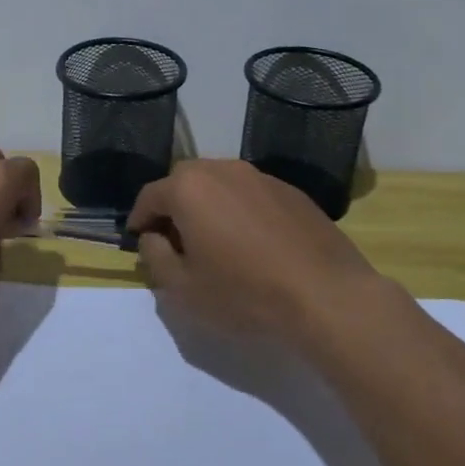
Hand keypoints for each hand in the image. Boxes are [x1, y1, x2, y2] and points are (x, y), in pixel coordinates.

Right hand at [126, 159, 384, 343]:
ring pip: (220, 185)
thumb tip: (154, 236)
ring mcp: (261, 177)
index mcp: (189, 188)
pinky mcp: (291, 191)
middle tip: (175, 242)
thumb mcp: (182, 289)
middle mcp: (222, 170)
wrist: (325, 296)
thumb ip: (155, 256)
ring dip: (208, 206)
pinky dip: (240, 211)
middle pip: (184, 182)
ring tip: (215, 242)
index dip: (139, 220)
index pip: (149, 196)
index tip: (139, 241)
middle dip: (173, 207)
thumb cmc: (244, 293)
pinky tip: (252, 244)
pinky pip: (251, 194)